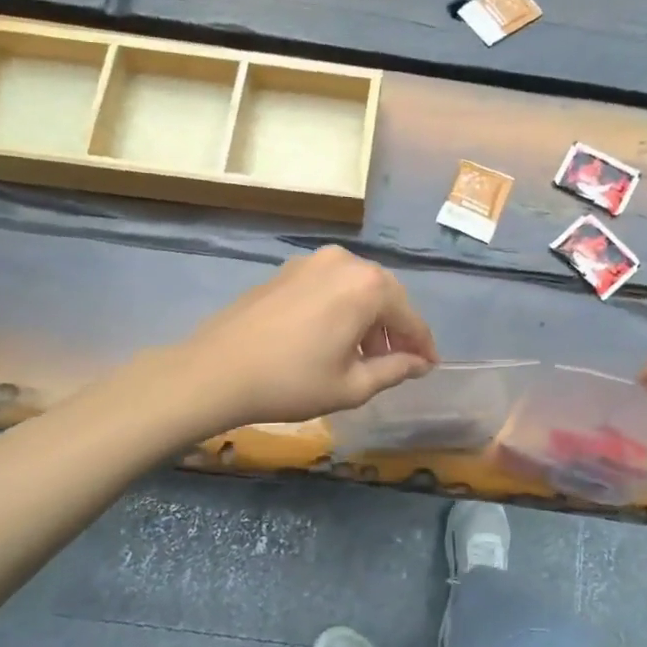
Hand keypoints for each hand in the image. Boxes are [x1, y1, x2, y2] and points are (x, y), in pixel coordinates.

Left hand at [175, 247, 437, 429]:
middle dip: (395, 328)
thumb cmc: (291, 381)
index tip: (430, 367)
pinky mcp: (288, 269)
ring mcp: (312, 261)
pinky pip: (330, 285)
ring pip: (357, 288)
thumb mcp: (351, 385)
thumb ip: (394, 369)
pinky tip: (333, 337)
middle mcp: (345, 261)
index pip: (410, 316)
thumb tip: (420, 363)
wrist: (216, 370)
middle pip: (385, 295)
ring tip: (365, 355)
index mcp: (368, 286)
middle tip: (399, 362)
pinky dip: (342, 307)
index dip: (423, 345)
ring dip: (368, 318)